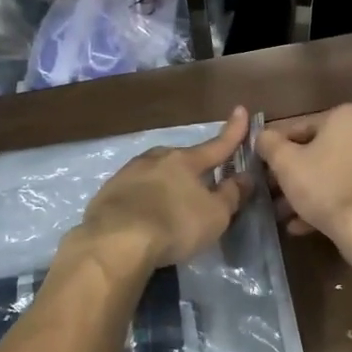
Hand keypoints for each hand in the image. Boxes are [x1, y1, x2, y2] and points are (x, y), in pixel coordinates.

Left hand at [78, 108, 251, 268]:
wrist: (114, 242)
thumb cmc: (174, 225)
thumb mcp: (214, 215)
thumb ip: (231, 195)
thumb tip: (245, 177)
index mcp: (185, 160)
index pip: (216, 145)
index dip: (233, 131)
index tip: (241, 109)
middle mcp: (156, 158)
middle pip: (181, 159)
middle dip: (193, 168)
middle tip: (200, 184)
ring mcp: (128, 173)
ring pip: (154, 173)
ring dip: (165, 184)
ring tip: (170, 205)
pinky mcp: (107, 193)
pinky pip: (134, 191)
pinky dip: (143, 200)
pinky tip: (143, 217)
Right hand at [258, 104, 351, 243]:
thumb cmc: (325, 186)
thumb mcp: (286, 163)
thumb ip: (269, 144)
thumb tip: (262, 135)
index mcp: (349, 115)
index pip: (302, 129)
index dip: (279, 150)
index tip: (266, 170)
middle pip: (322, 152)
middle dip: (297, 175)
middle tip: (275, 195)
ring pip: (338, 173)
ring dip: (312, 191)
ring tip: (288, 215)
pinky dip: (334, 200)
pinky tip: (309, 224)